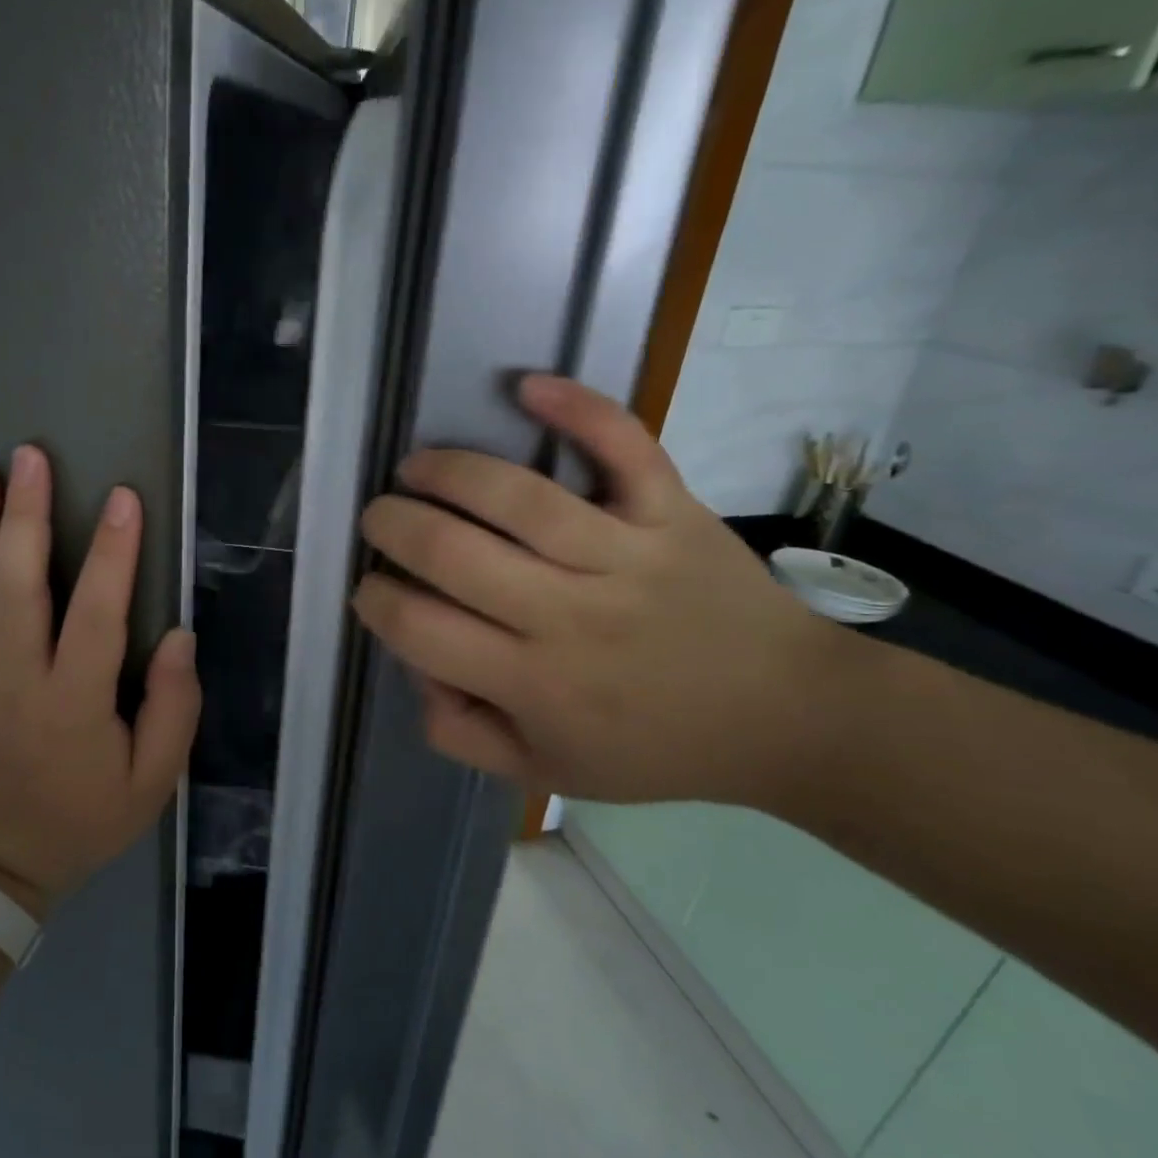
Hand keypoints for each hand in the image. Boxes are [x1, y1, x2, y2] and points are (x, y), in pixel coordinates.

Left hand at [0, 445, 200, 916]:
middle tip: (29, 458)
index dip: (114, 555)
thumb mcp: (153, 781)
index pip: (96, 616)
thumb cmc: (87, 815)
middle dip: (24, 516)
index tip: (124, 498)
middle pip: (14, 586)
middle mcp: (14, 680)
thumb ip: (174, 708)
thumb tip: (178, 637)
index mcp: (72, 704)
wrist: (2, 857)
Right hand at [351, 376, 846, 811]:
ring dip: (447, 470)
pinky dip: (577, 409)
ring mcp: (625, 555)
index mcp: (533, 683)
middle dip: (392, 526)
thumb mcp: (544, 770)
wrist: (786, 716)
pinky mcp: (672, 512)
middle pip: (452, 552)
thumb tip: (418, 670)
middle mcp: (569, 615)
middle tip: (380, 519)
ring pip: (518, 497)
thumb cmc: (654, 747)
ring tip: (416, 467)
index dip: (375, 600)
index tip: (372, 587)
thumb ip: (460, 735)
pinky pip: (623, 449)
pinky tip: (525, 386)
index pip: (419, 628)